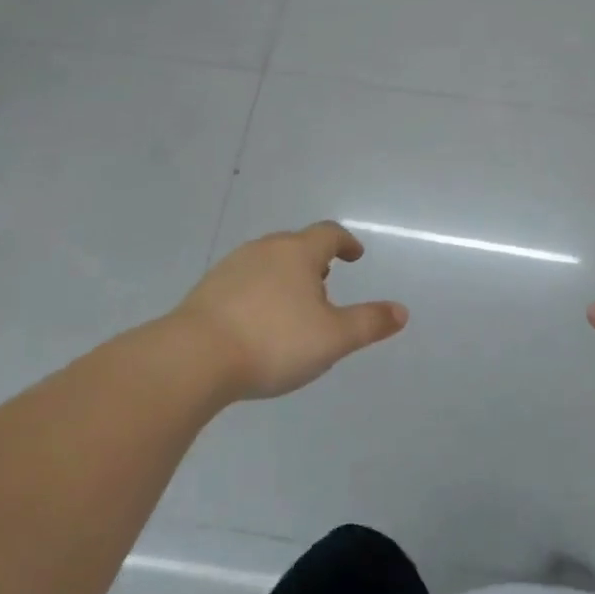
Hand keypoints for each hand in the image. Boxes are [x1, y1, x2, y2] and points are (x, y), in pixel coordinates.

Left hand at [175, 222, 407, 401]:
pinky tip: (258, 322)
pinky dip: (259, 293)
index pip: (328, 234)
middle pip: (295, 245)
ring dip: (285, 276)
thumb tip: (401, 311)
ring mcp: (231, 268)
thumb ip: (369, 323)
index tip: (354, 255)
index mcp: (297, 253)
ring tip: (293, 305)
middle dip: (314, 260)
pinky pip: (243, 282)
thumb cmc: (274, 341)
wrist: (192, 359)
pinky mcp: (206, 290)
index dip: (345, 242)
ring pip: (267, 262)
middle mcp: (264, 250)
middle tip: (326, 282)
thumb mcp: (333, 338)